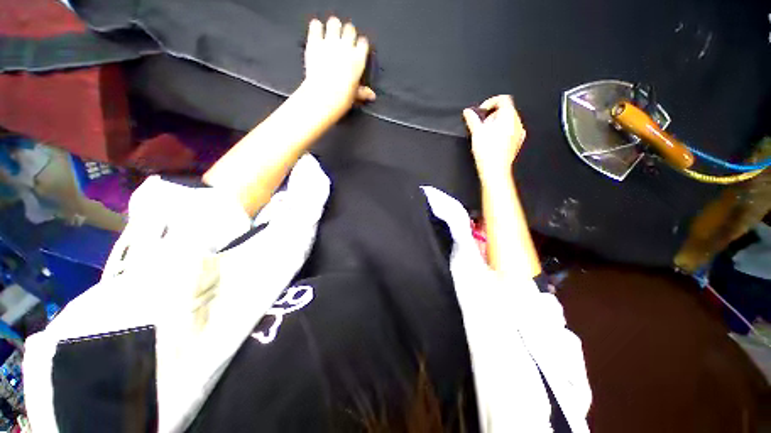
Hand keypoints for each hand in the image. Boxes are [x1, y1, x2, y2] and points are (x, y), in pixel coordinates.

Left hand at [303, 17, 375, 118]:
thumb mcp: (355, 96)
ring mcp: (330, 43)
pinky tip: (317, 34)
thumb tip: (372, 96)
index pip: (363, 42)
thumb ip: (363, 92)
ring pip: (334, 22)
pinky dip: (316, 27)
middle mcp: (346, 47)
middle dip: (347, 33)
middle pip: (350, 28)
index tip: (357, 48)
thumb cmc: (342, 99)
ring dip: (333, 27)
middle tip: (343, 40)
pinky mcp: (315, 42)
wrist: (323, 98)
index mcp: (358, 59)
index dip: (359, 44)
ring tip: (331, 34)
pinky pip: (316, 25)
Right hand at [463, 95, 525, 179]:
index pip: (502, 99)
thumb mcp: (476, 132)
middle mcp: (517, 123)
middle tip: (481, 125)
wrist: (495, 170)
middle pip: (505, 110)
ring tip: (485, 135)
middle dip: (491, 115)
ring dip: (495, 124)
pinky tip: (491, 142)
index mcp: (509, 116)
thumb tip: (468, 112)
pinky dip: (501, 132)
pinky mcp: (517, 143)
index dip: (490, 102)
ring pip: (507, 121)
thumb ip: (472, 119)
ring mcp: (518, 133)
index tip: (481, 112)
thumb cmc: (488, 152)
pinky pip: (509, 132)